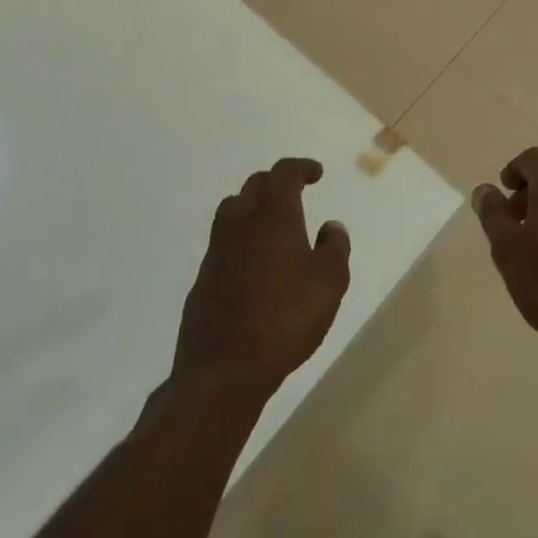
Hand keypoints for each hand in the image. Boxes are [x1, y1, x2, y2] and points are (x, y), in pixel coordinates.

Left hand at [172, 158, 350, 400]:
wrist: (224, 369)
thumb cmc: (286, 319)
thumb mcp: (330, 283)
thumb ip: (335, 248)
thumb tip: (330, 226)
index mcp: (273, 217)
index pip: (283, 174)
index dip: (301, 167)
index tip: (316, 173)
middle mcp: (240, 224)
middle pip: (254, 186)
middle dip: (276, 183)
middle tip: (296, 193)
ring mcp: (216, 252)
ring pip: (232, 210)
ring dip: (252, 207)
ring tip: (271, 224)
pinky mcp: (202, 280)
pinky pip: (222, 243)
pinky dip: (240, 240)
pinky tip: (253, 265)